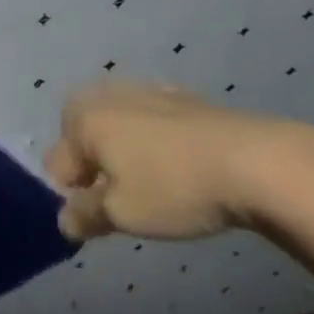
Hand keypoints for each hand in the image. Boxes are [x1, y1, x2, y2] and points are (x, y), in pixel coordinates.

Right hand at [45, 80, 313, 241]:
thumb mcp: (122, 214)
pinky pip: (151, 122)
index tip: (98, 221)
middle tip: (121, 202)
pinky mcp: (182, 98)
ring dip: (123, 154)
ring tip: (153, 187)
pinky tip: (180, 167)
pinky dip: (154, 142)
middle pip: (82, 138)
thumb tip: (65, 220)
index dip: (70, 197)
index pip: (56, 165)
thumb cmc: (174, 188)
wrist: (257, 162)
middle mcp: (107, 96)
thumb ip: (84, 216)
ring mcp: (147, 91)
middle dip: (93, 168)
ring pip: (117, 128)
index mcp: (84, 119)